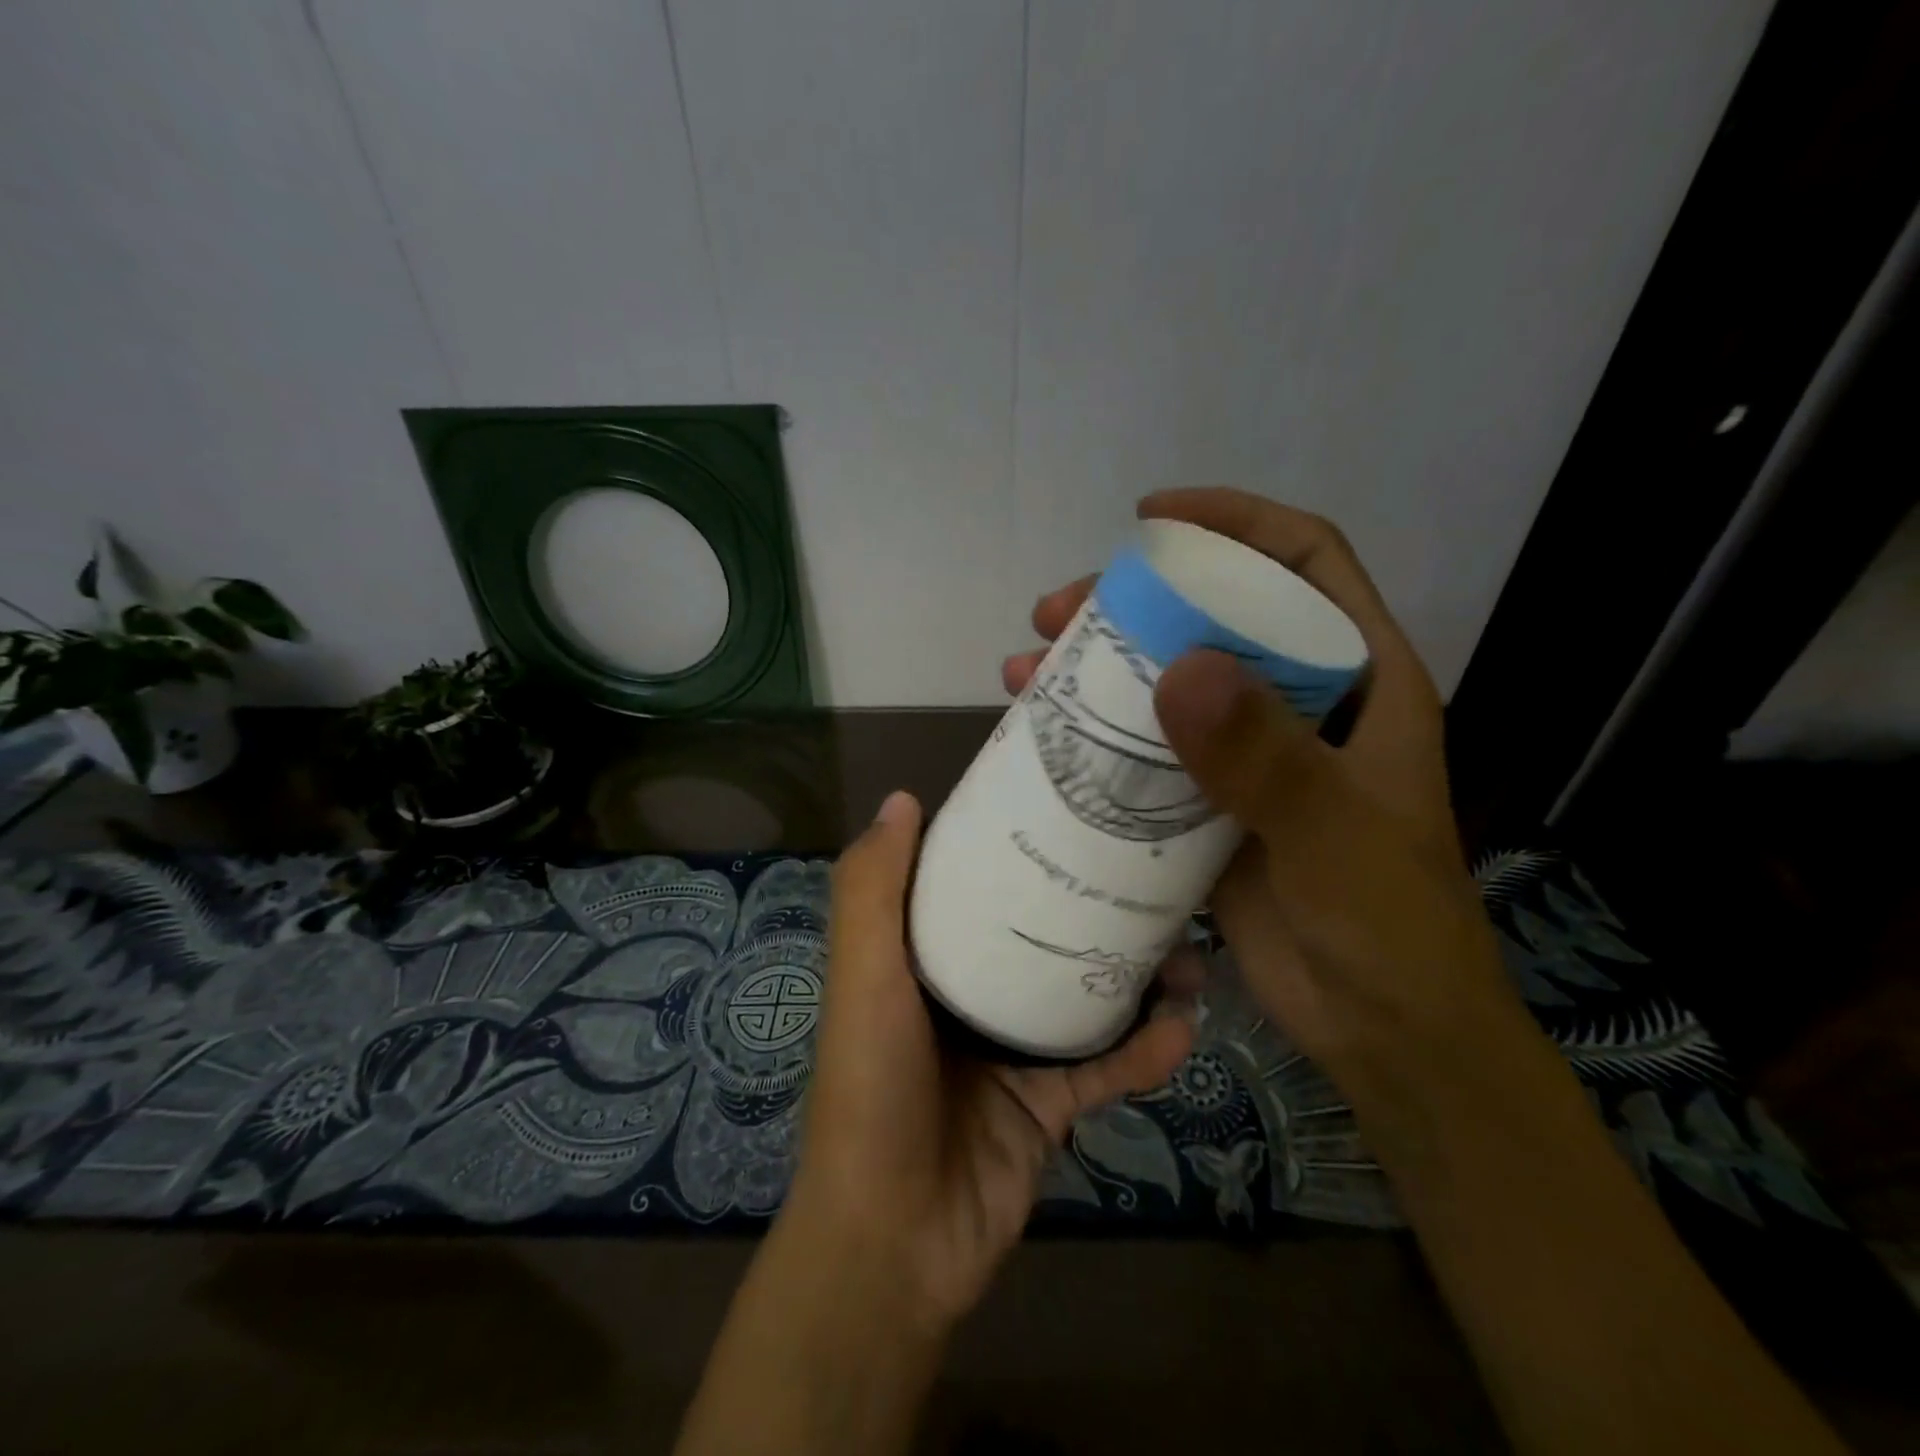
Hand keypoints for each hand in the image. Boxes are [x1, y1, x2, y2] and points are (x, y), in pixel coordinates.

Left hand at [782, 789, 1197, 1331]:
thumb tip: (904, 797)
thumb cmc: (871, 1085)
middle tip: (1152, 881)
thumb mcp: (864, 975)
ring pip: (1085, 996)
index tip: (1065, 811)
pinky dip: (1145, 1051)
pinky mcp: (1050, 1102)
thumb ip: (872, 891)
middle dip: (1093, 908)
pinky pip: (1107, 1066)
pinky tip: (1182, 1029)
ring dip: (1138, 976)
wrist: (895, 1238)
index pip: (971, 885)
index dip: (1011, 847)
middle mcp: (970, 993)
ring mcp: (1013, 1049)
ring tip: (1189, 953)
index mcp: (924, 958)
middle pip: (1040, 935)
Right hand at [1004, 487, 1521, 1112]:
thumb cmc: (1389, 925)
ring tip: (1027, 670)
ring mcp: (1251, 756)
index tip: (1153, 517)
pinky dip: (1098, 737)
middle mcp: (1302, 705)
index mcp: (1359, 682)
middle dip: (1133, 602)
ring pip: (1168, 684)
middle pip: (1215, 618)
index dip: (1235, 523)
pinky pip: (1148, 751)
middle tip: (1055, 613)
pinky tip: (1044, 737)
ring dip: (1098, 670)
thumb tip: (1178, 669)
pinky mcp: (1210, 806)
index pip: (1303, 563)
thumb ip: (1267, 757)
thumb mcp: (1335, 835)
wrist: (1385, 1031)